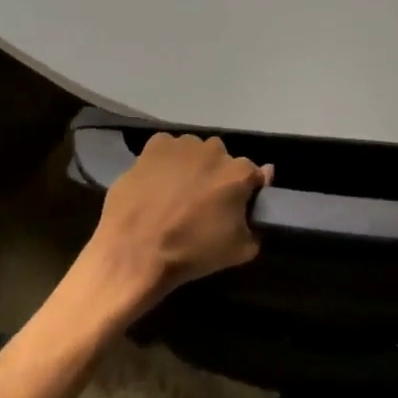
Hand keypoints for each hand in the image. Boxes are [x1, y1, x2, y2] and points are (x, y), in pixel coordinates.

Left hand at [82, 133, 272, 312]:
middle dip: (216, 177)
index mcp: (239, 173)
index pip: (253, 175)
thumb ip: (257, 222)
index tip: (235, 208)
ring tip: (175, 194)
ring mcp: (183, 144)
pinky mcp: (154, 146)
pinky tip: (156, 182)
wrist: (135, 251)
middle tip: (202, 203)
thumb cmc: (191, 252)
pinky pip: (167, 149)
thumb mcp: (238, 251)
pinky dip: (165, 161)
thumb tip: (261, 193)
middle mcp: (214, 150)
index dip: (245, 192)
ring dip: (191, 167)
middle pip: (222, 161)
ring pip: (194, 152)